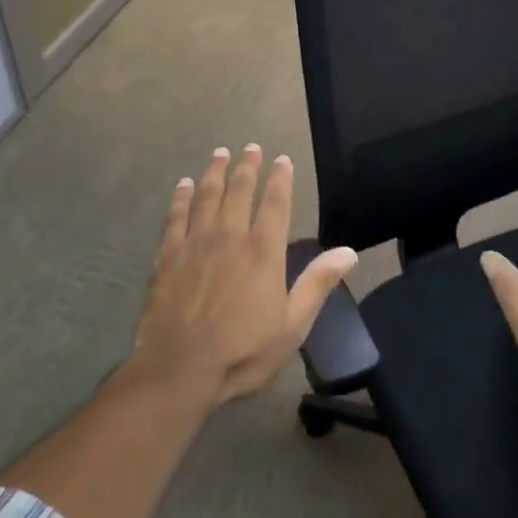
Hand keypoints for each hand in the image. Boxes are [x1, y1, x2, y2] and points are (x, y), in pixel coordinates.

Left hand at [133, 145, 357, 406]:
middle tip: (251, 147)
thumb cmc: (242, 352)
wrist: (179, 370)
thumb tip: (349, 252)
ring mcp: (195, 243)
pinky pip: (176, 216)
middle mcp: (230, 237)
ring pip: (207, 196)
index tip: (282, 159)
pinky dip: (181, 197)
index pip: (275, 203)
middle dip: (248, 167)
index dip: (280, 178)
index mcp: (263, 251)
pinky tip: (184, 185)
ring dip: (215, 172)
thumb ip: (317, 284)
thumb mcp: (292, 325)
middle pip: (239, 191)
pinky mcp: (168, 256)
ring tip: (220, 154)